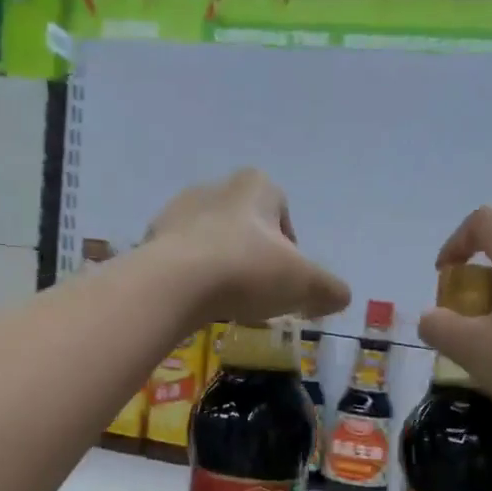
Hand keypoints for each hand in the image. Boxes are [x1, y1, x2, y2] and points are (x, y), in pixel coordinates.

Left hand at [144, 169, 350, 325]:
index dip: (289, 247)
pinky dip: (192, 278)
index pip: (282, 211)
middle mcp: (215, 187)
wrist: (174, 284)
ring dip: (222, 266)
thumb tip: (340, 296)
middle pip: (245, 226)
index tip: (287, 278)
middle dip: (253, 256)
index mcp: (255, 186)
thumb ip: (328, 289)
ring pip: (212, 241)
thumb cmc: (247, 271)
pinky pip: (181, 259)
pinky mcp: (151, 239)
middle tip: (258, 294)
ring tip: (226, 302)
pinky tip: (196, 304)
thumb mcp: (304, 284)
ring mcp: (178, 211)